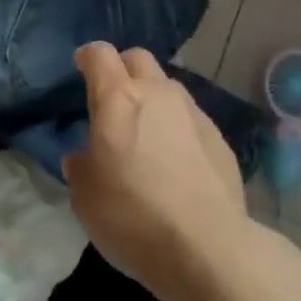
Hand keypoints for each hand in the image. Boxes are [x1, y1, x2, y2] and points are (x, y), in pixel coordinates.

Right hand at [63, 43, 247, 300]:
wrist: (206, 246)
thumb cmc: (132, 215)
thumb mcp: (85, 197)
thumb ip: (81, 167)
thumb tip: (84, 157)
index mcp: (118, 98)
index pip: (99, 54)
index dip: (88, 58)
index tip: (81, 68)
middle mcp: (157, 93)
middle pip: (138, 58)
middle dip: (123, 69)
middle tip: (114, 99)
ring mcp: (193, 113)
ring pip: (168, 87)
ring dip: (153, 98)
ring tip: (146, 133)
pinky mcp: (219, 138)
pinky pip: (191, 119)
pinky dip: (178, 128)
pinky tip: (176, 161)